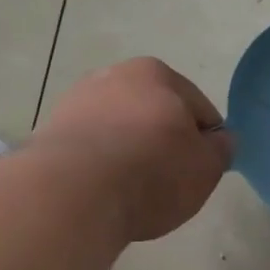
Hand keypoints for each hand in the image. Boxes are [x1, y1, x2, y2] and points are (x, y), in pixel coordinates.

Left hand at [33, 58, 234, 241]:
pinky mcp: (47, 134)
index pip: (199, 109)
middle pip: (155, 115)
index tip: (199, 171)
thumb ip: (221, 149)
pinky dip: (99, 167)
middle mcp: (113, 76)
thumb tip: (218, 140)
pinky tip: (103, 192)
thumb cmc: (152, 172)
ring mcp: (75, 103)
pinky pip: (90, 151)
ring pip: (120, 131)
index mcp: (157, 74)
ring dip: (129, 154)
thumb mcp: (207, 167)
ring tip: (132, 192)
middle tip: (167, 182)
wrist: (70, 195)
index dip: (205, 143)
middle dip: (163, 143)